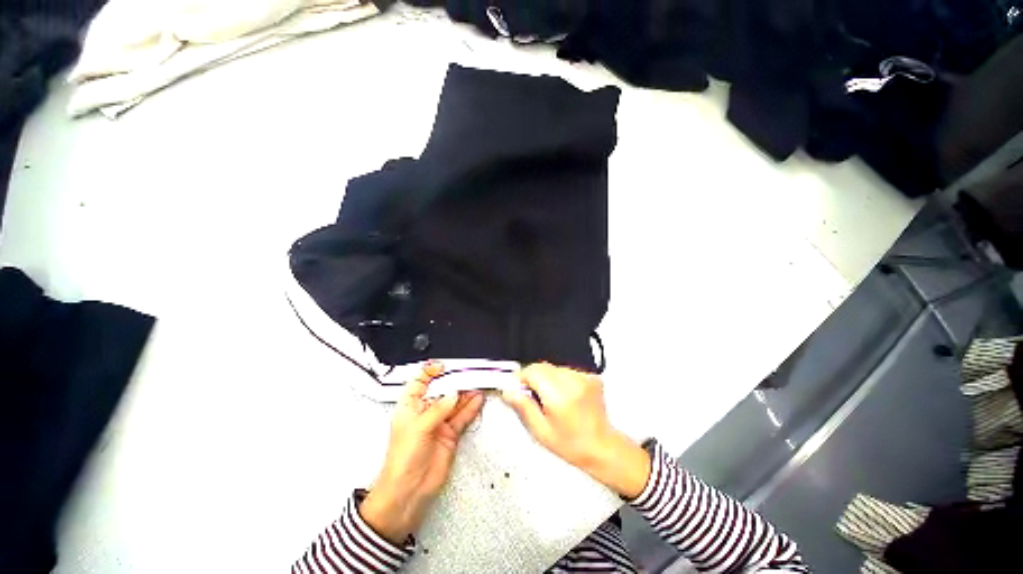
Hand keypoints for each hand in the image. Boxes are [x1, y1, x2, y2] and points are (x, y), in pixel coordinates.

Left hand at [360, 362, 484, 543]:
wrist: (408, 492)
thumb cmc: (402, 459)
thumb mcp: (418, 428)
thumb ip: (438, 409)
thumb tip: (454, 394)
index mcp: (410, 407)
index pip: (419, 382)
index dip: (430, 372)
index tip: (443, 366)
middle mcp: (425, 412)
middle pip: (442, 391)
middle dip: (454, 382)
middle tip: (469, 374)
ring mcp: (439, 423)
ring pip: (454, 403)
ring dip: (466, 394)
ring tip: (478, 384)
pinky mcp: (450, 434)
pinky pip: (462, 417)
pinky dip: (471, 408)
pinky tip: (478, 399)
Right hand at [501, 363, 650, 498]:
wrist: (601, 446)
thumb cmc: (572, 444)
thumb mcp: (541, 431)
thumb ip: (523, 407)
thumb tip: (508, 391)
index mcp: (560, 396)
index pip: (533, 371)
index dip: (521, 378)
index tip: (518, 388)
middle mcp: (573, 382)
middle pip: (542, 366)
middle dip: (533, 377)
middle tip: (533, 396)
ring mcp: (584, 378)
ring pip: (553, 367)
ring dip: (546, 378)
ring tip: (551, 399)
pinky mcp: (590, 376)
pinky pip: (566, 370)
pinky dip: (560, 379)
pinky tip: (563, 396)